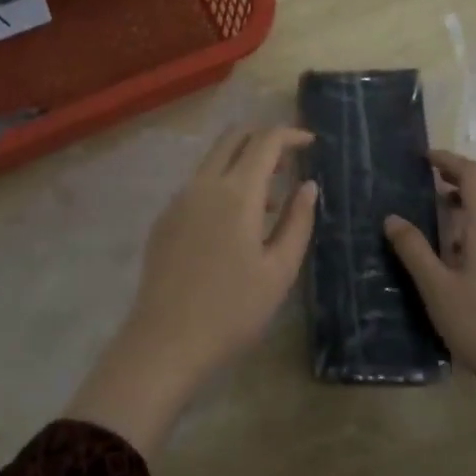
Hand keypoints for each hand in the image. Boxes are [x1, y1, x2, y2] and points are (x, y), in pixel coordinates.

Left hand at [66, 126, 318, 456]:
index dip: (290, 134)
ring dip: (242, 163)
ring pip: (212, 160)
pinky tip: (233, 224)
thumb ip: (298, 222)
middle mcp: (203, 185)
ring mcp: (178, 200)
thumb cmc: (233, 310)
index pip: (265, 141)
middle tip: (289, 159)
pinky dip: (222, 184)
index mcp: (236, 193)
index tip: (311, 143)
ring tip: (268, 201)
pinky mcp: (164, 219)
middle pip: (233, 137)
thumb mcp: (279, 270)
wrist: (165, 341)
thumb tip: (309, 186)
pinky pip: (198, 185)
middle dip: (263, 137)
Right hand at [384, 150, 475, 406]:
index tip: (424, 159)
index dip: (450, 160)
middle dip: (463, 175)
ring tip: (440, 209)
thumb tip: (392, 218)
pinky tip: (459, 245)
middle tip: (431, 180)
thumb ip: (413, 248)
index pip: (474, 175)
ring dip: (473, 197)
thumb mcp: (435, 286)